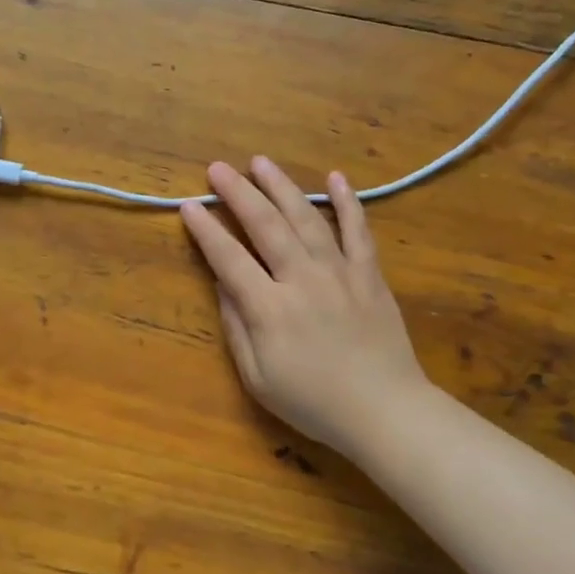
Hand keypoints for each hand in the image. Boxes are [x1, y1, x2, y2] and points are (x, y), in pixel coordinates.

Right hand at [182, 158, 431, 461]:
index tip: (188, 205)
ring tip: (260, 162)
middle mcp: (302, 279)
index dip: (206, 230)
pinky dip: (347, 202)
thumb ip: (236, 326)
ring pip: (306, 218)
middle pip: (265, 225)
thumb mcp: (258, 377)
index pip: (228, 258)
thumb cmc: (314, 403)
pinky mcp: (369, 274)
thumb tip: (222, 283)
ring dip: (281, 186)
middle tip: (217, 168)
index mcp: (269, 308)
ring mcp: (339, 272)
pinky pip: (358, 230)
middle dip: (238, 193)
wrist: (385, 412)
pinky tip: (335, 177)